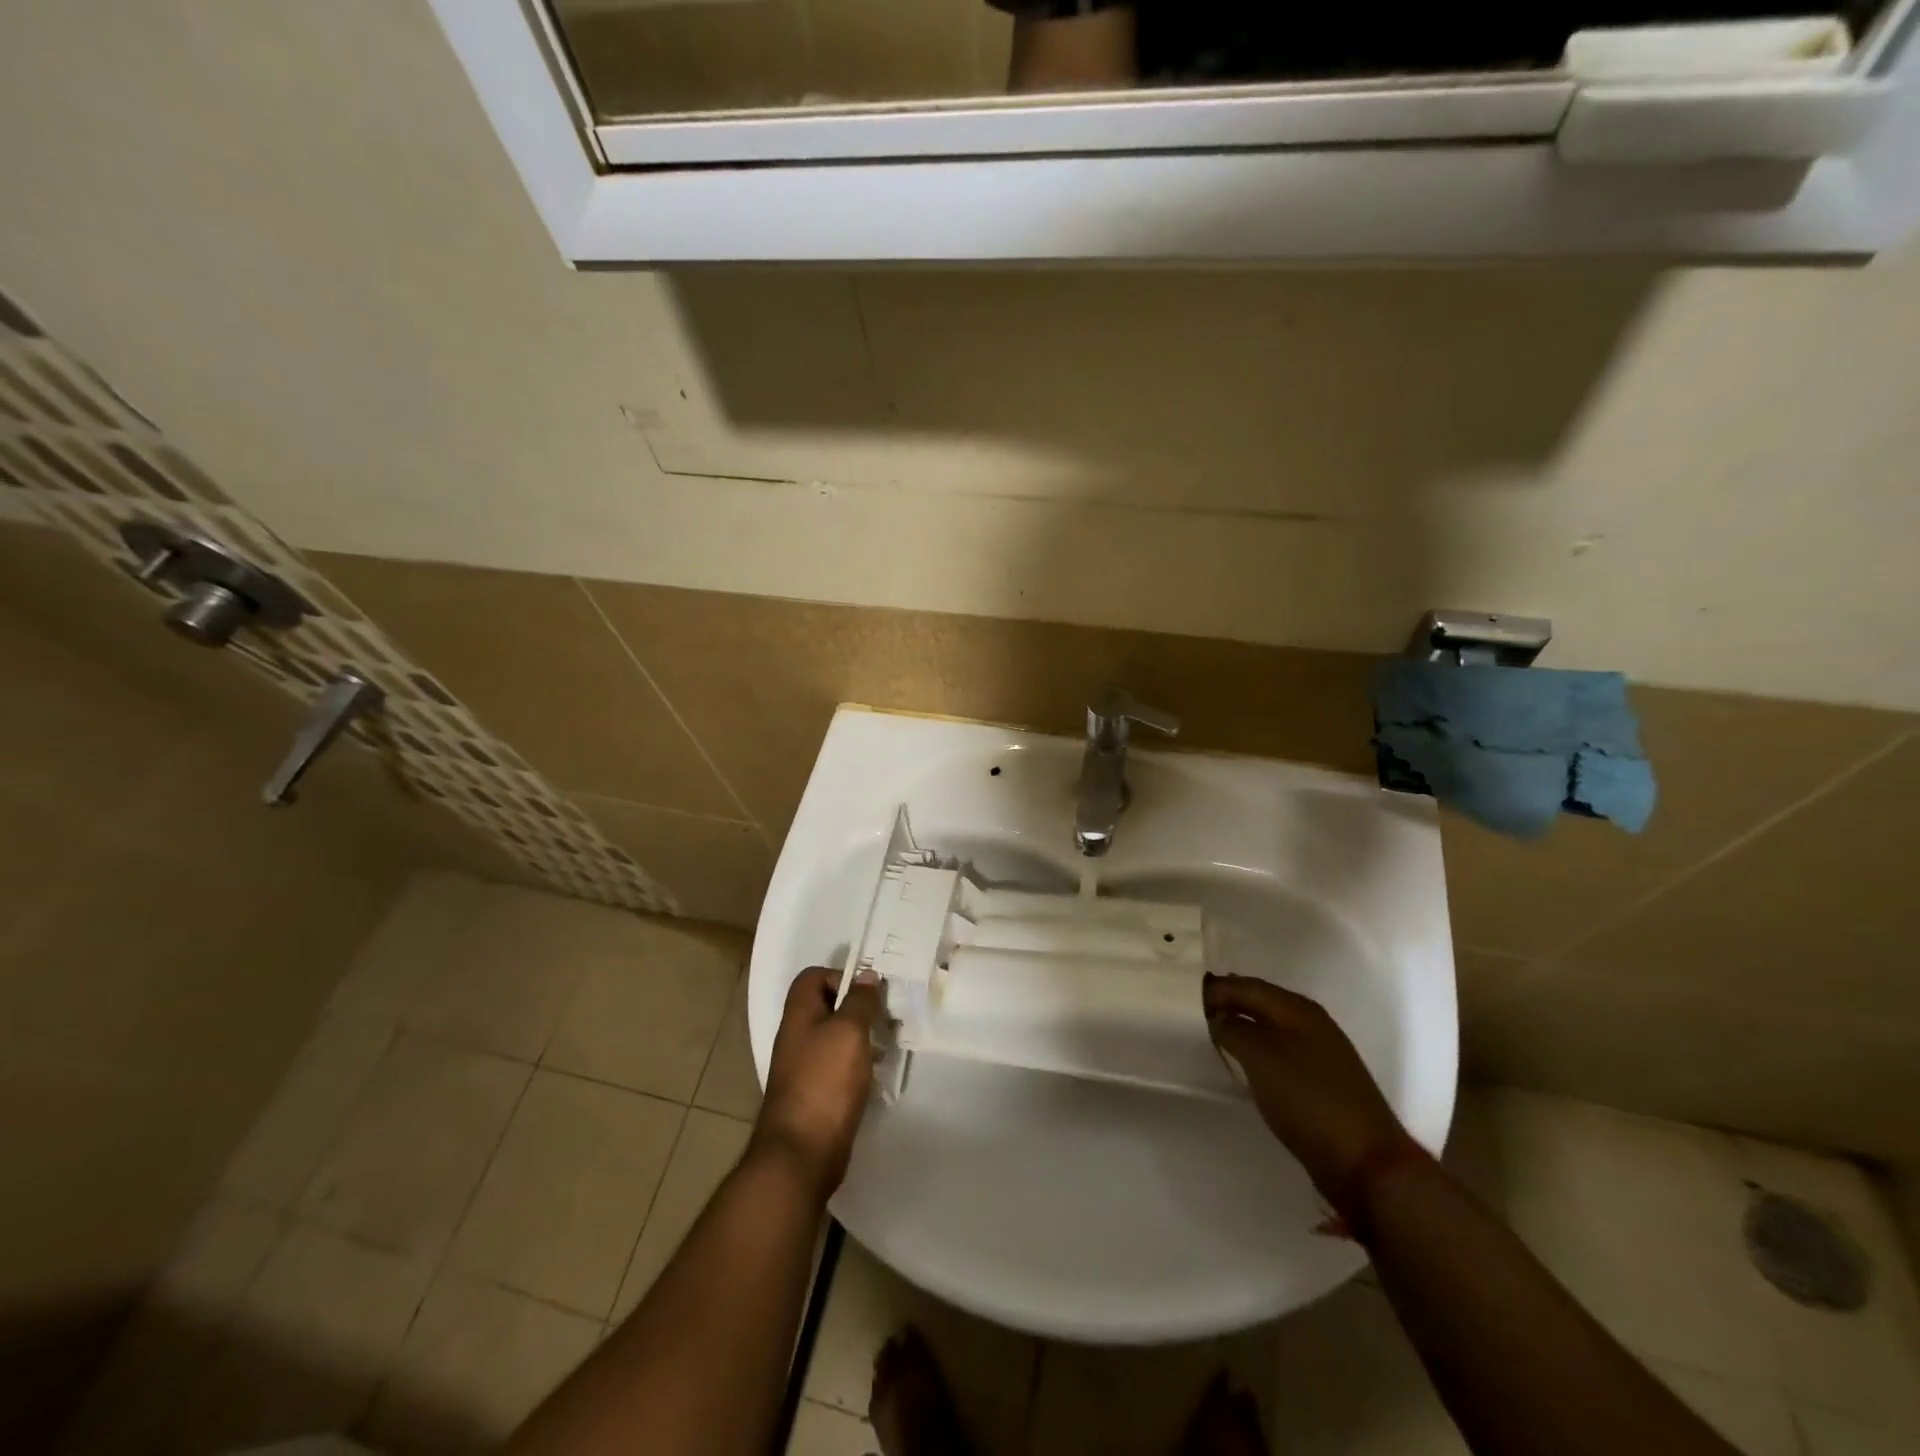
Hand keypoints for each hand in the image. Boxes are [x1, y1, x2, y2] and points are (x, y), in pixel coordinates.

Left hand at [751, 966, 884, 1200]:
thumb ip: (860, 1001)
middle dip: (856, 1008)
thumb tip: (867, 976)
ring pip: (834, 1038)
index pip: (812, 977)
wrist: (802, 1153)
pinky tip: (875, 1075)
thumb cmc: (825, 1081)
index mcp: (798, 1015)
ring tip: (885, 1045)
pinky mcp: (815, 1094)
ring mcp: (803, 1068)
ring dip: (859, 1037)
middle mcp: (797, 1037)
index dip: (839, 976)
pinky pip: (837, 1067)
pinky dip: (856, 1065)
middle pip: (825, 1007)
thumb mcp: (848, 1032)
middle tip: (884, 1017)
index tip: (866, 993)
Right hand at [1203, 973, 1412, 1205]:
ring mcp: (1321, 1054)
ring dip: (1242, 1028)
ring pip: (1270, 1028)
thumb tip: (1218, 1017)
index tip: (1183, 999)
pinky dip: (1257, 1051)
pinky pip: (1280, 1053)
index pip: (1247, 985)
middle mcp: (1312, 1023)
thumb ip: (1233, 1029)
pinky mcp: (1322, 1083)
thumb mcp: (1260, 1057)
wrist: (1366, 1163)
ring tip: (1212, 1037)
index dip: (1216, 989)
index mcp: (1298, 1009)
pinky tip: (1244, 1065)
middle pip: (1261, 1003)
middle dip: (1228, 1004)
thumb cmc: (1308, 1100)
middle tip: (1193, 1014)